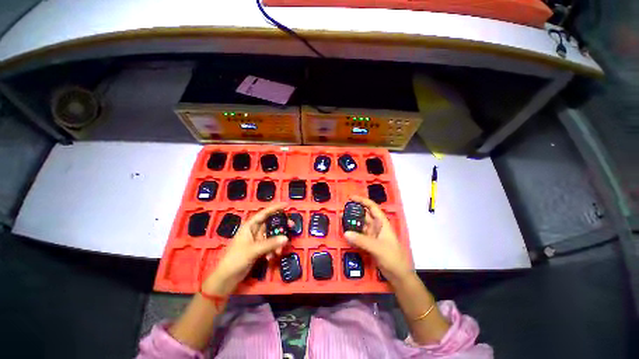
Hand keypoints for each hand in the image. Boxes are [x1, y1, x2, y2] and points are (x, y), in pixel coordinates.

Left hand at [203, 203, 288, 295]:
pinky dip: (273, 250)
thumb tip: (286, 238)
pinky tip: (271, 257)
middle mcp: (254, 231)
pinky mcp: (259, 249)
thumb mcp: (253, 250)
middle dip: (281, 227)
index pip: (264, 213)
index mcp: (250, 226)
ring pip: (272, 236)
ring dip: (277, 243)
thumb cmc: (235, 259)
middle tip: (291, 227)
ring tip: (279, 251)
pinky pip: (270, 245)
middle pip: (271, 224)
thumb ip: (270, 243)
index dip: (275, 208)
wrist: (226, 278)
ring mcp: (257, 240)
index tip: (287, 205)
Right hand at [344, 195, 412, 283]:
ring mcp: (373, 235)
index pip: (372, 207)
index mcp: (382, 223)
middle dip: (354, 211)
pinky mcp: (369, 243)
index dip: (362, 200)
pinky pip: (359, 235)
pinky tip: (346, 232)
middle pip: (365, 215)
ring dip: (352, 222)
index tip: (351, 198)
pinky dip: (353, 233)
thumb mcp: (377, 247)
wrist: (399, 276)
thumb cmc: (393, 258)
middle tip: (342, 209)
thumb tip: (346, 233)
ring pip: (361, 225)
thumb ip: (362, 240)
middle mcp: (377, 227)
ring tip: (341, 219)